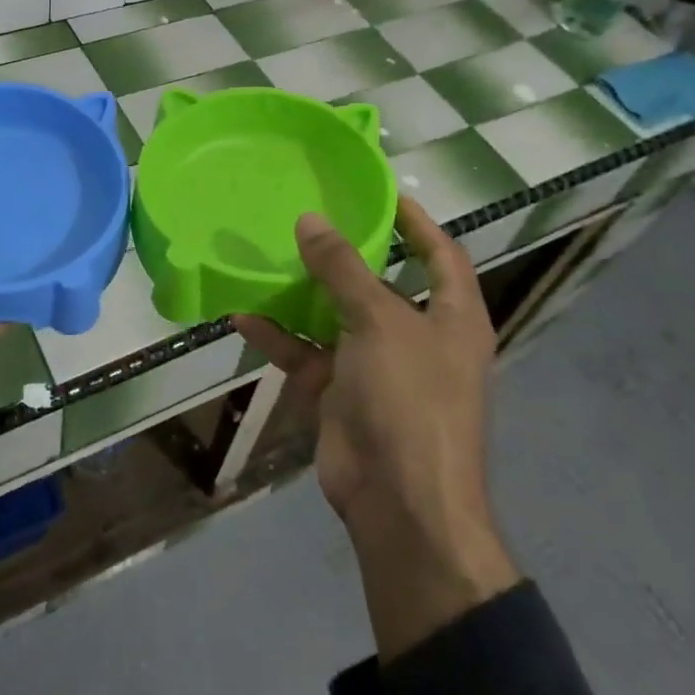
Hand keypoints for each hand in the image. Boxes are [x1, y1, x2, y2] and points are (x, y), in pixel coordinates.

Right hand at [235, 196, 520, 658]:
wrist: (398, 502)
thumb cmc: (409, 398)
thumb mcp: (379, 321)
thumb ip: (343, 269)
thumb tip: (310, 220)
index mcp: (451, 317)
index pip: (441, 254)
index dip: (417, 222)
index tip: (381, 192)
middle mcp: (417, 337)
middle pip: (380, 282)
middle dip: (346, 253)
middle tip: (308, 215)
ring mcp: (375, 366)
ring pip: (335, 316)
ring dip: (303, 292)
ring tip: (268, 254)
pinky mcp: (339, 391)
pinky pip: (305, 352)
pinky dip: (277, 335)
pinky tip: (242, 312)